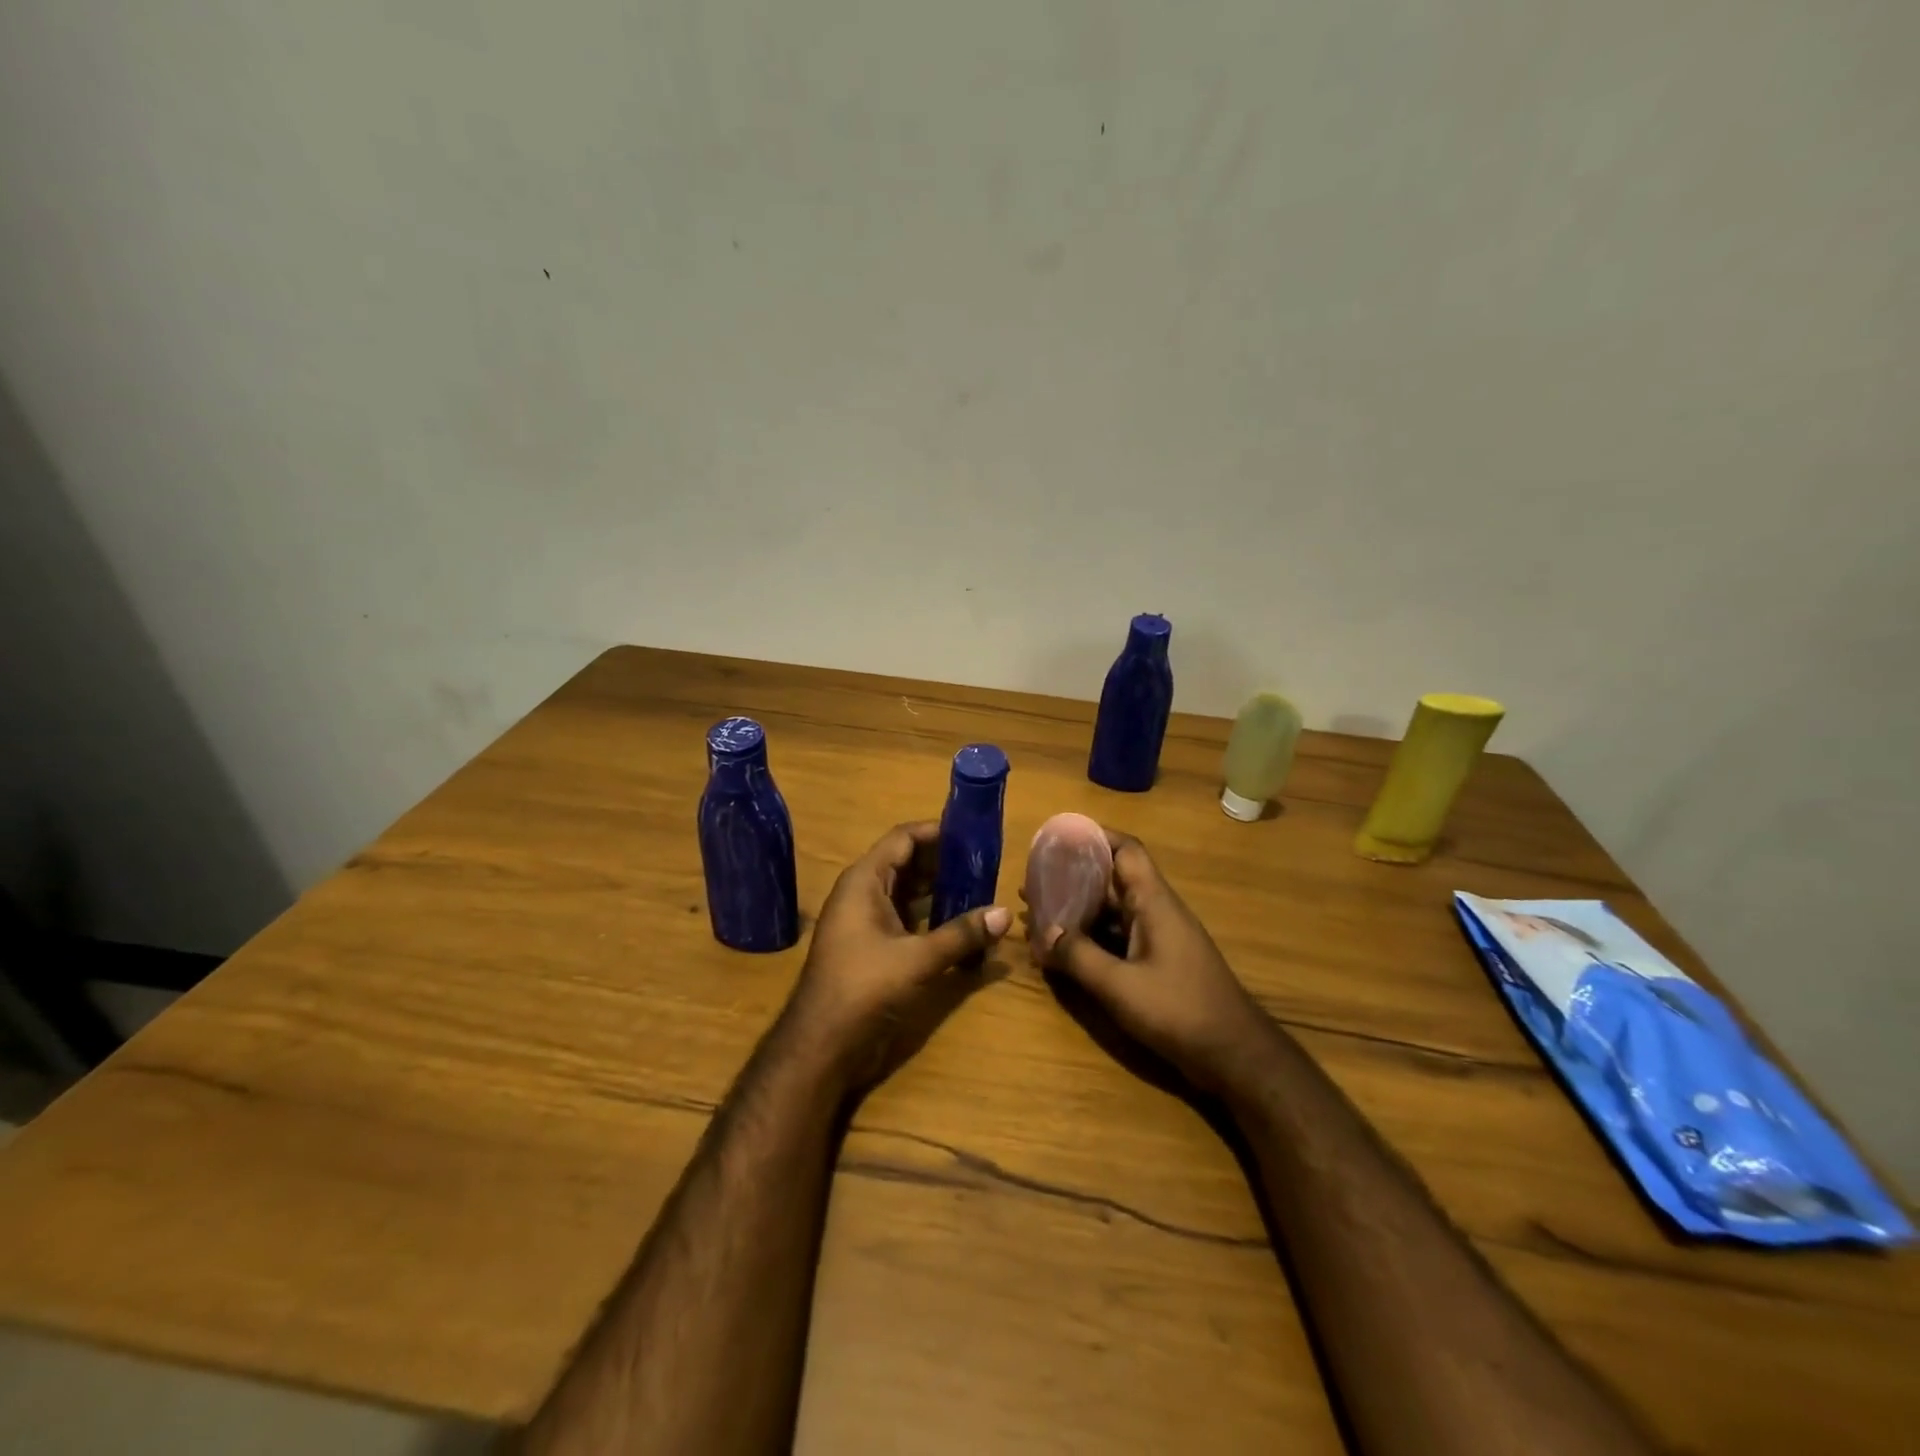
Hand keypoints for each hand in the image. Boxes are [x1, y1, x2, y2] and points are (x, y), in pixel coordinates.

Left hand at [779, 821, 1010, 1101]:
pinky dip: (931, 917)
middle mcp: (863, 893)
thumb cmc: (864, 987)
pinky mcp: (873, 947)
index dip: (936, 832)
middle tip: (985, 863)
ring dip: (940, 891)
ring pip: (908, 893)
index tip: (972, 833)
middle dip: (944, 863)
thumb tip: (1006, 913)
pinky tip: (962, 923)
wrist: (822, 1044)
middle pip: (907, 864)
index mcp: (864, 881)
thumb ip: (962, 934)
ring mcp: (866, 921)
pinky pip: (906, 919)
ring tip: (980, 889)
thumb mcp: (918, 958)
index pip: (903, 838)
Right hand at [1036, 830, 1274, 1095]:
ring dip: (1079, 911)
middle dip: (1073, 878)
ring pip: (1113, 912)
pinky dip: (1092, 938)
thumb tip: (1042, 932)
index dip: (1095, 837)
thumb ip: (1078, 957)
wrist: (1235, 1055)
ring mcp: (1160, 938)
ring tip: (1039, 915)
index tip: (1059, 838)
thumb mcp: (1120, 986)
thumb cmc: (1179, 1010)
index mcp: (1154, 902)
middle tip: (1034, 882)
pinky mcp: (1159, 963)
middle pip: (1113, 881)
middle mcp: (1157, 911)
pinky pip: (1119, 938)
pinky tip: (1065, 952)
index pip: (1127, 850)